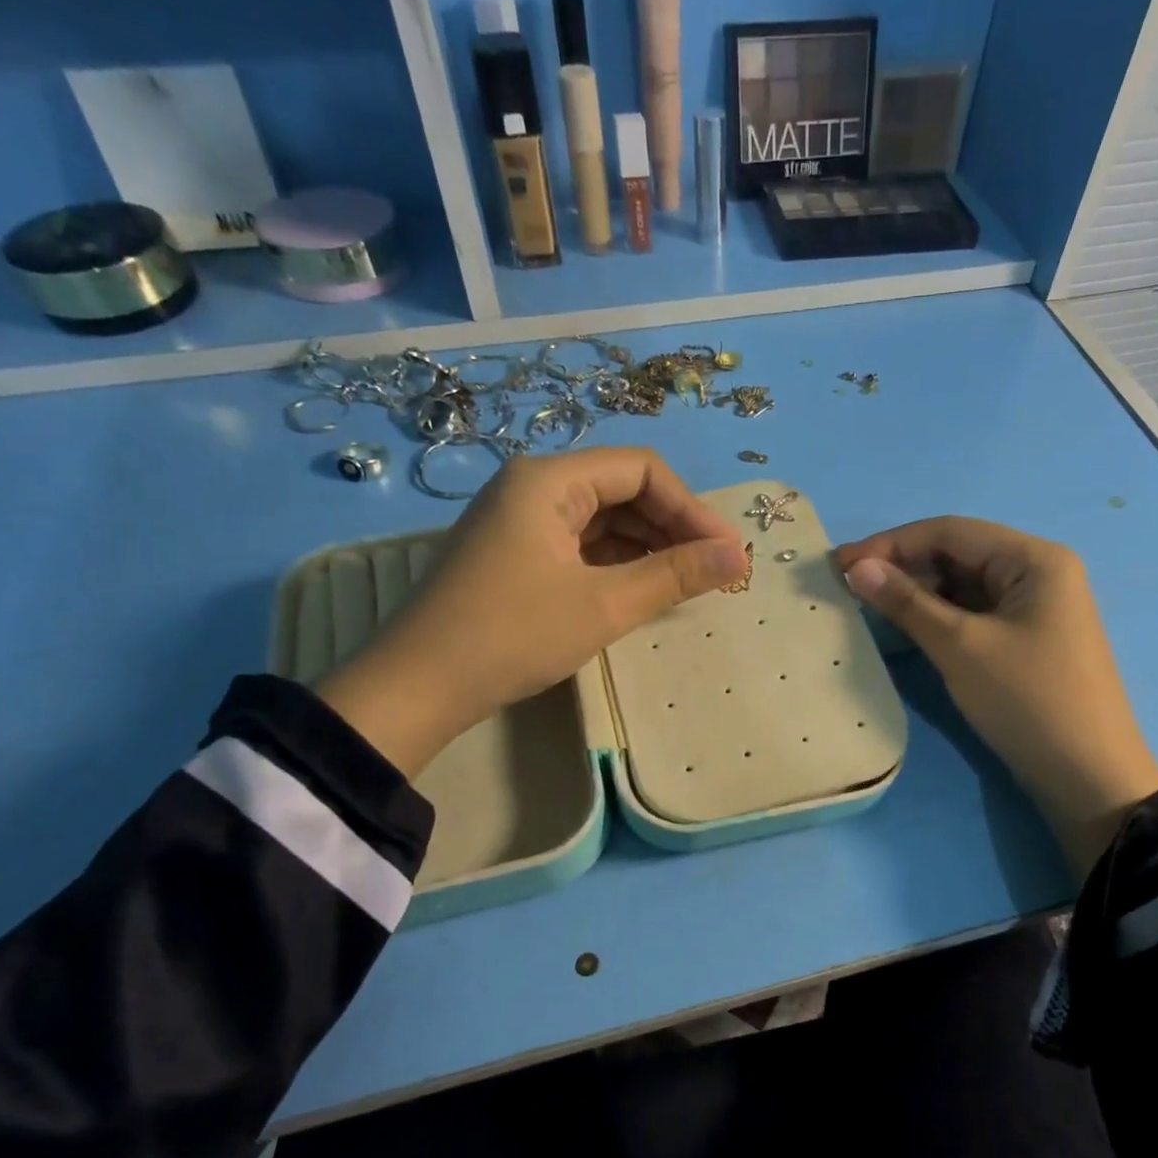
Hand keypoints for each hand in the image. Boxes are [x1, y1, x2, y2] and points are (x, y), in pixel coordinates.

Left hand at [319, 448, 748, 775]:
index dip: (691, 508)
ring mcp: (519, 522)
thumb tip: (740, 555)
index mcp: (549, 480)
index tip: (726, 552)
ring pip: (602, 520)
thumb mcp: (604, 605)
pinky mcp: (514, 555)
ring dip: (647, 548)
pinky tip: (641, 591)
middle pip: (621, 490)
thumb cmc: (514, 635)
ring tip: (686, 585)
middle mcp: (532, 487)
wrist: (418, 687)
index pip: (641, 470)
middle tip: (712, 572)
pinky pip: (579, 546)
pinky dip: (616, 564)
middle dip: (672, 528)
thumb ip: (675, 575)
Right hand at [836, 517, 1157, 875]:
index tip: (839, 564)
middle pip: (958, 555)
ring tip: (867, 607)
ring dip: (917, 594)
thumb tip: (857, 568)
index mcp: (1033, 559)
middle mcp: (1038, 573)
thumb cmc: (1027, 701)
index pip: (950, 532)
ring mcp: (1034, 609)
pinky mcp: (1026, 641)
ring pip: (963, 587)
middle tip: (848, 588)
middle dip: (903, 568)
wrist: (1087, 777)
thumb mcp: (961, 647)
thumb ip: (907, 602)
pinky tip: (905, 628)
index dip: (891, 544)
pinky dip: (938, 618)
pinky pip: (973, 615)